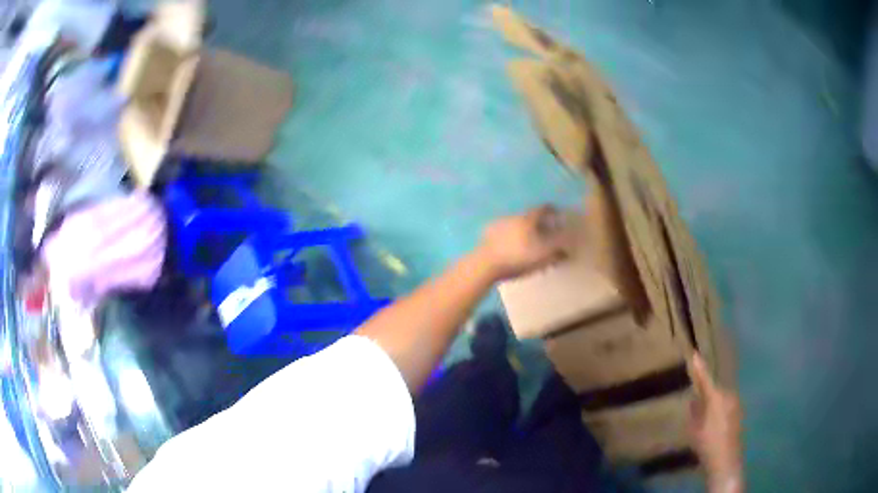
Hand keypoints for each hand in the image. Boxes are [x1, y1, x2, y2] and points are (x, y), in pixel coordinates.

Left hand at [476, 205, 573, 279]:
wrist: (485, 265)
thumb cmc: (517, 258)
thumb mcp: (542, 257)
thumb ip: (557, 251)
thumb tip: (567, 250)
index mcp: (527, 219)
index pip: (542, 209)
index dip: (552, 211)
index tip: (557, 216)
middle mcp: (513, 216)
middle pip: (529, 217)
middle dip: (537, 225)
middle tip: (544, 235)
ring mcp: (497, 224)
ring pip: (515, 224)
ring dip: (522, 231)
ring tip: (526, 245)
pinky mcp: (486, 234)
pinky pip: (503, 233)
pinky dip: (509, 237)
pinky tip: (510, 249)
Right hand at [688, 353, 743, 491]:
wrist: (725, 461)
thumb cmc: (706, 444)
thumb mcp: (694, 430)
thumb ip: (694, 412)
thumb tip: (694, 400)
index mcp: (716, 397)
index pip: (705, 379)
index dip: (699, 368)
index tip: (694, 354)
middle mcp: (728, 396)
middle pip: (714, 389)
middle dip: (706, 392)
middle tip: (695, 399)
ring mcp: (735, 405)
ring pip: (720, 399)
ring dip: (712, 403)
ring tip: (703, 415)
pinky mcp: (738, 415)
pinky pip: (725, 407)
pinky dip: (718, 411)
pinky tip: (712, 424)